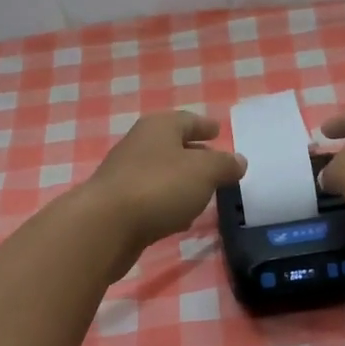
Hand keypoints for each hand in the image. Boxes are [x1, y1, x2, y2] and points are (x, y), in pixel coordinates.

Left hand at [81, 111, 245, 261]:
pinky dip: (169, 203)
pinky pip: (152, 198)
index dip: (204, 126)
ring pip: (162, 173)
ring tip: (204, 192)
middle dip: (194, 153)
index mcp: (159, 127)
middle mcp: (139, 145)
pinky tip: (181, 218)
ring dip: (181, 181)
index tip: (217, 130)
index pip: (187, 120)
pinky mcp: (120, 205)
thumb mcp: (204, 172)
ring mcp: (126, 176)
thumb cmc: (159, 187)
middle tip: (217, 164)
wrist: (105, 226)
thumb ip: (224, 165)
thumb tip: (239, 161)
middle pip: (172, 145)